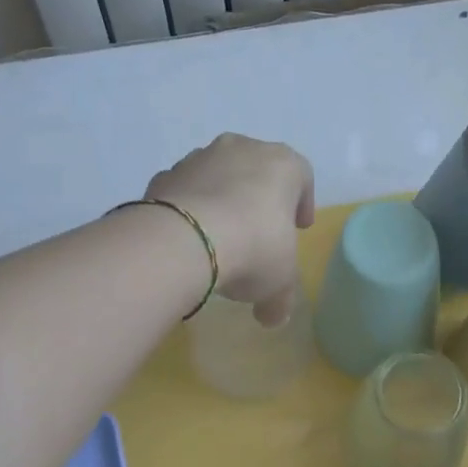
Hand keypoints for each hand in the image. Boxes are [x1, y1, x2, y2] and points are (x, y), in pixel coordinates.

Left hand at [148, 133, 314, 324]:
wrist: (183, 241)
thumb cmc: (253, 249)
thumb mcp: (279, 282)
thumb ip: (280, 298)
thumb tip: (272, 317)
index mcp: (282, 164)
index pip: (301, 176)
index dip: (302, 203)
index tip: (298, 229)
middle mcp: (242, 149)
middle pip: (257, 170)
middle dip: (258, 198)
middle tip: (258, 232)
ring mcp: (199, 158)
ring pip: (217, 176)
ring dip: (220, 200)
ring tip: (217, 239)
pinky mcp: (164, 175)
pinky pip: (183, 191)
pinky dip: (187, 209)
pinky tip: (186, 240)